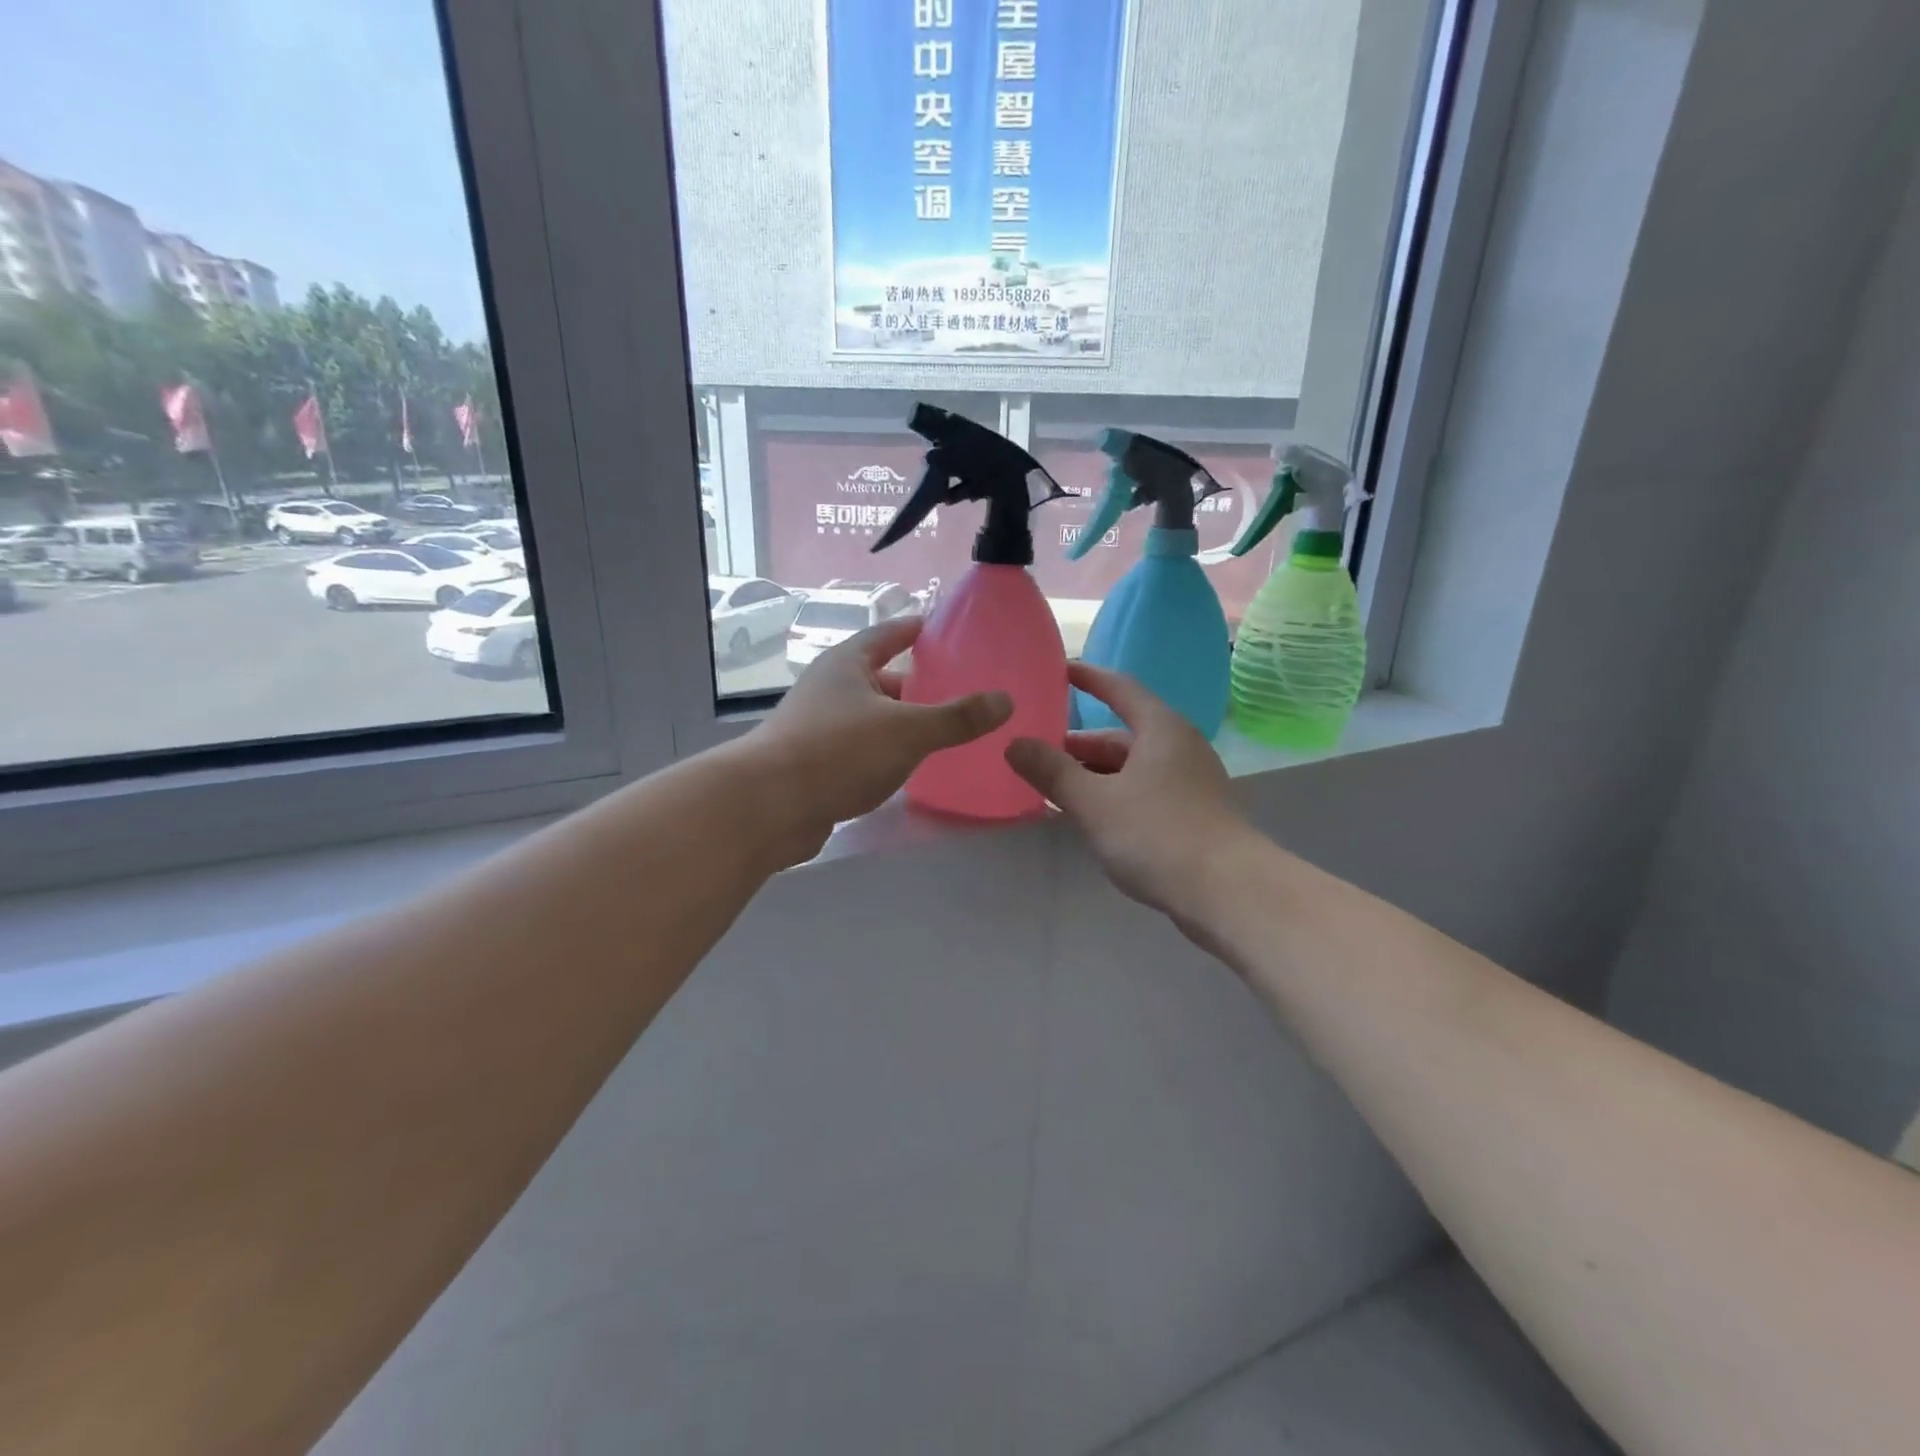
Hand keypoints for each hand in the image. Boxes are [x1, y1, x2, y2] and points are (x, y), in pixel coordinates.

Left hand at [753, 616, 1010, 856]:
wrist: (769, 806)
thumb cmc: (839, 750)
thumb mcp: (907, 730)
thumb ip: (957, 717)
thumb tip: (1005, 700)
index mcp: (847, 664)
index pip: (886, 634)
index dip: (914, 629)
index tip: (941, 629)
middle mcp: (829, 688)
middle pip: (879, 677)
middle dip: (914, 684)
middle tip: (956, 690)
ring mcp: (817, 726)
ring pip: (869, 716)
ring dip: (899, 721)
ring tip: (940, 730)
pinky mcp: (813, 763)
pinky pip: (859, 748)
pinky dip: (884, 751)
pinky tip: (906, 767)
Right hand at [1005, 663, 1253, 914]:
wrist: (1229, 892)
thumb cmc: (1158, 834)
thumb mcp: (1094, 802)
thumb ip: (1053, 772)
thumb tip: (1014, 743)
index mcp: (1160, 729)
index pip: (1120, 688)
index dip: (1088, 678)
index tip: (1058, 670)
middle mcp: (1180, 746)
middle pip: (1122, 734)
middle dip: (1079, 746)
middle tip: (1037, 754)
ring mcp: (1191, 781)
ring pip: (1132, 767)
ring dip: (1094, 775)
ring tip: (1056, 790)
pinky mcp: (1195, 813)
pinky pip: (1145, 791)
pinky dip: (1114, 795)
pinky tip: (1093, 818)